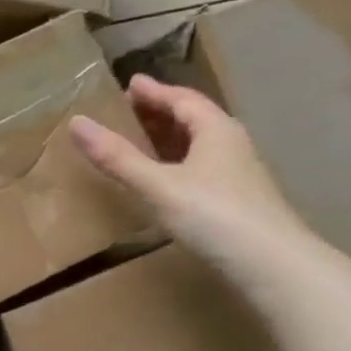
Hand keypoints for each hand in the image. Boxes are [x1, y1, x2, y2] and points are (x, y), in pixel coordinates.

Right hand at [70, 74, 312, 279]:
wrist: (275, 268)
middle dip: (163, 111)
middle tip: (132, 107)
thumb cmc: (216, 216)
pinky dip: (179, 163)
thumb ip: (118, 157)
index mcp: (216, 131)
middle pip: (194, 119)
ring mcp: (239, 175)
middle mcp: (231, 146)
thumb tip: (75, 122)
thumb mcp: (158, 185)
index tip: (131, 83)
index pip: (183, 99)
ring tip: (144, 139)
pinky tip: (168, 179)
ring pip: (200, 145)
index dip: (155, 91)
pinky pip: (202, 168)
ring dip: (172, 137)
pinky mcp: (239, 202)